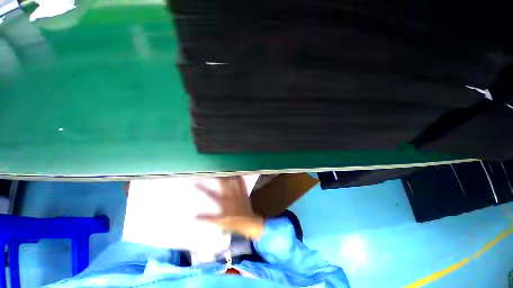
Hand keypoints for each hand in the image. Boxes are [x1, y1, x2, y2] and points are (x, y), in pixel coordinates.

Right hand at [195, 176, 264, 239]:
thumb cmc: (233, 222)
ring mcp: (238, 194)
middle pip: (223, 184)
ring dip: (229, 175)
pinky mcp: (244, 193)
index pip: (210, 194)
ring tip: (225, 169)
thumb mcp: (219, 223)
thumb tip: (195, 216)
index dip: (202, 189)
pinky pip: (242, 184)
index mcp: (223, 203)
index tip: (195, 183)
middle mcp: (230, 196)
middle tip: (214, 171)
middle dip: (218, 177)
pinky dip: (240, 179)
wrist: (247, 222)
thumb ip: (207, 218)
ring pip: (233, 182)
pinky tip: (239, 174)